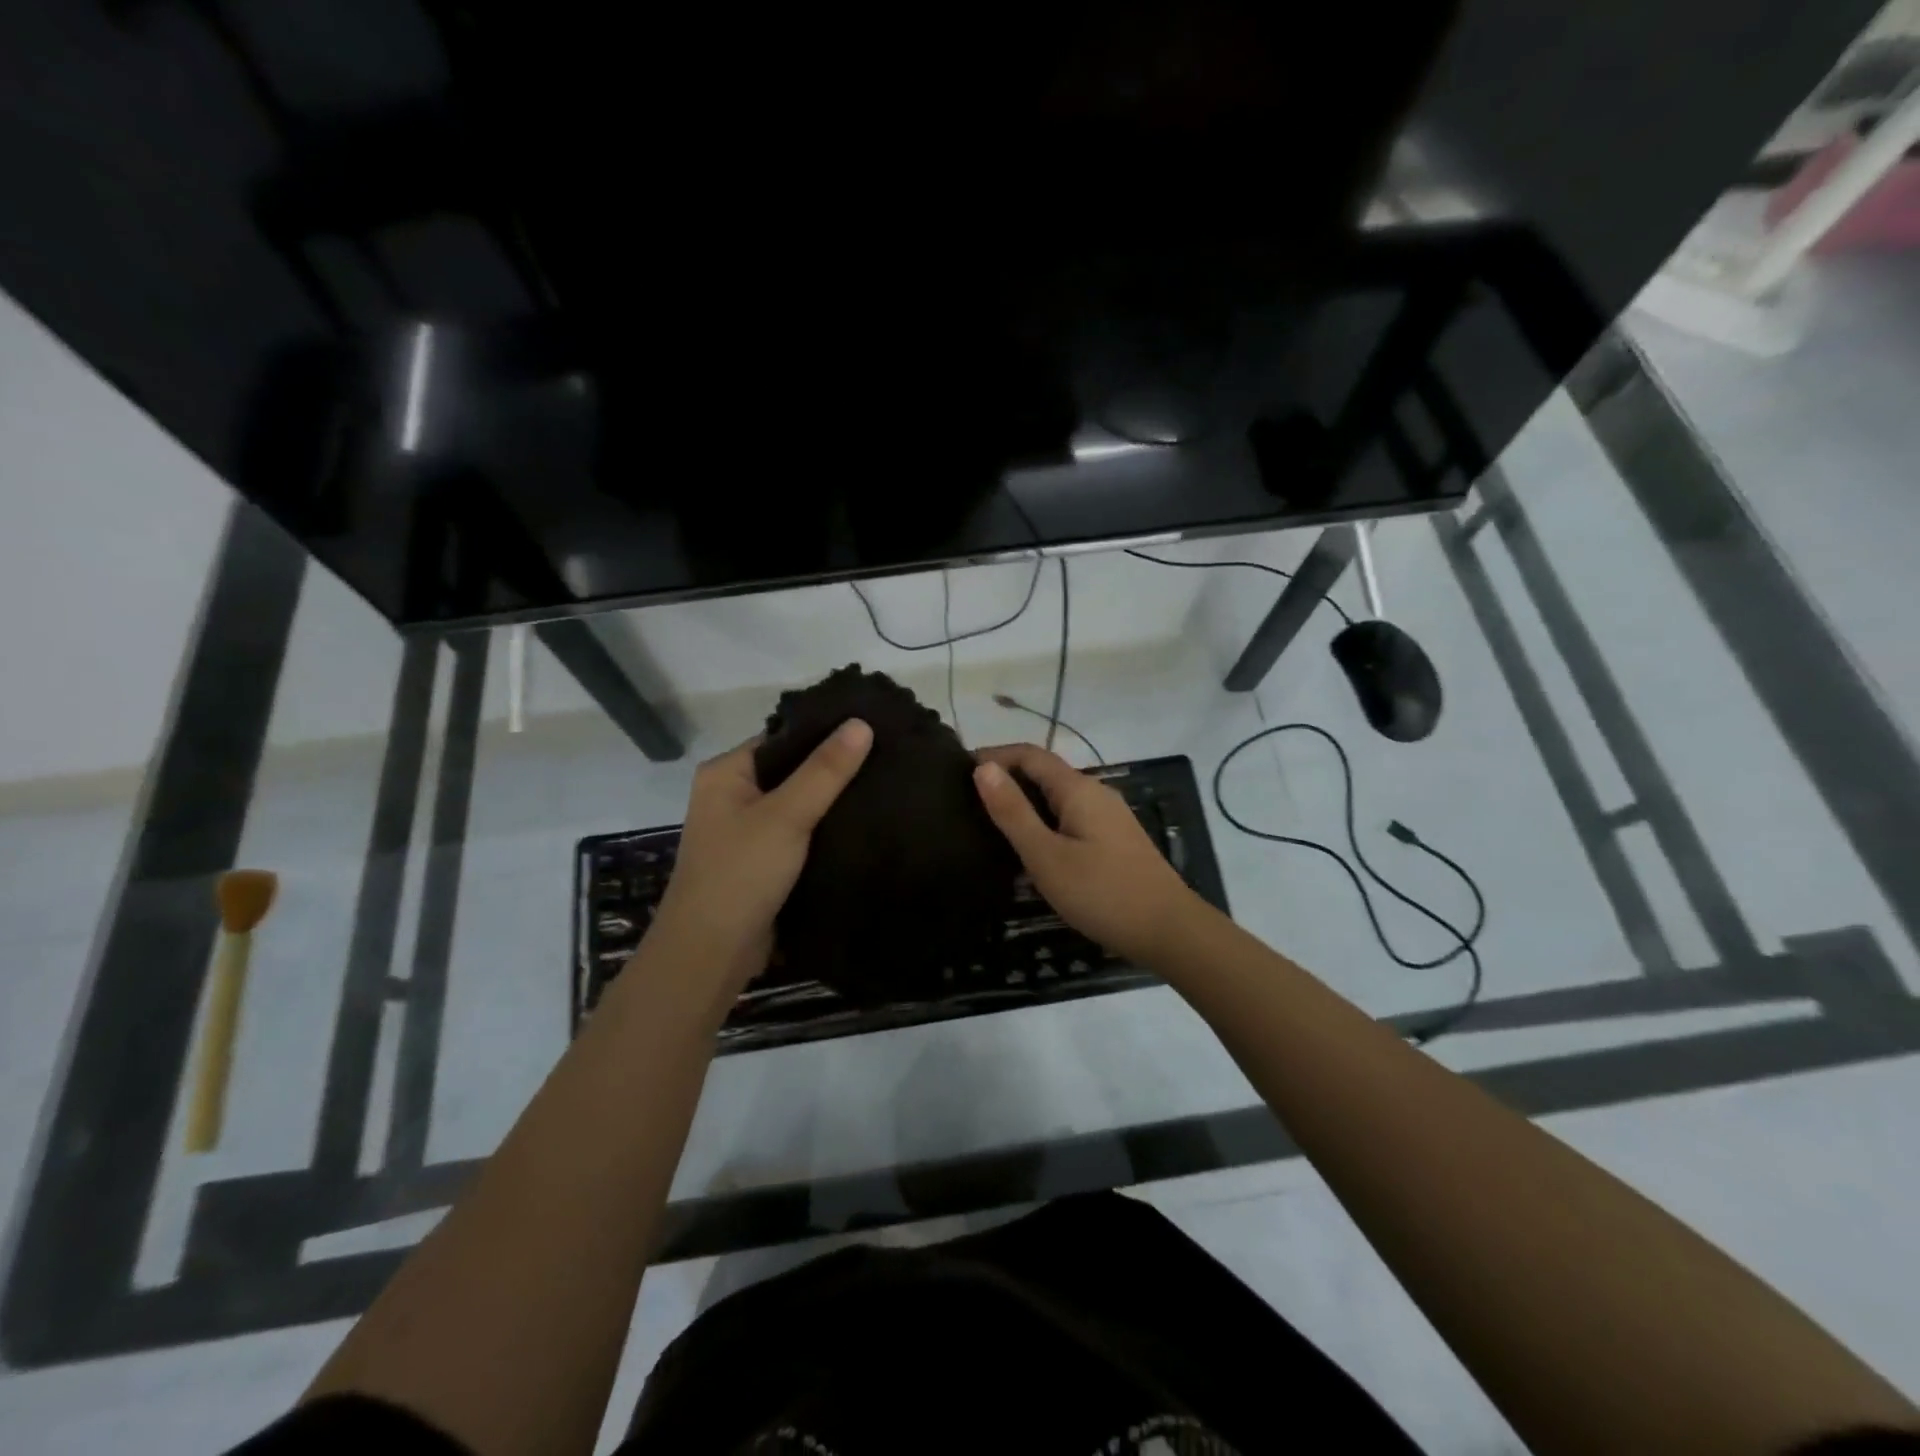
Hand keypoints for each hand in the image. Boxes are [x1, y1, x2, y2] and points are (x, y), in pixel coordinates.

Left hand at [647, 719, 873, 992]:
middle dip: (833, 769)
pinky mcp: (762, 862)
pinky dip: (824, 829)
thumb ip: (825, 770)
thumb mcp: (787, 815)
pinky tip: (863, 823)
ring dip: (832, 801)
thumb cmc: (740, 874)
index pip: (782, 738)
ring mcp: (746, 831)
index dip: (825, 732)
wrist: (710, 954)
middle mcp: (731, 795)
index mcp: (726, 773)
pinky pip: (798, 834)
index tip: (872, 727)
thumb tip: (862, 722)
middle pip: (791, 770)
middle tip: (887, 757)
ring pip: (797, 804)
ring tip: (884, 785)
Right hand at [973, 743, 1206, 966]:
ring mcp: (1108, 816)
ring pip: (1057, 797)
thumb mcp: (1047, 856)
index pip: (1029, 754)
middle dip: (1006, 779)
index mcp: (1078, 788)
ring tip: (990, 824)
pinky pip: (1070, 817)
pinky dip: (1043, 821)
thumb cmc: (1102, 893)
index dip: (994, 756)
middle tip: (967, 802)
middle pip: (1044, 772)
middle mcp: (1095, 792)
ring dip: (1024, 802)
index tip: (958, 771)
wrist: (1169, 931)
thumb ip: (1013, 812)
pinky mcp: (1114, 839)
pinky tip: (1030, 848)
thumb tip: (982, 768)